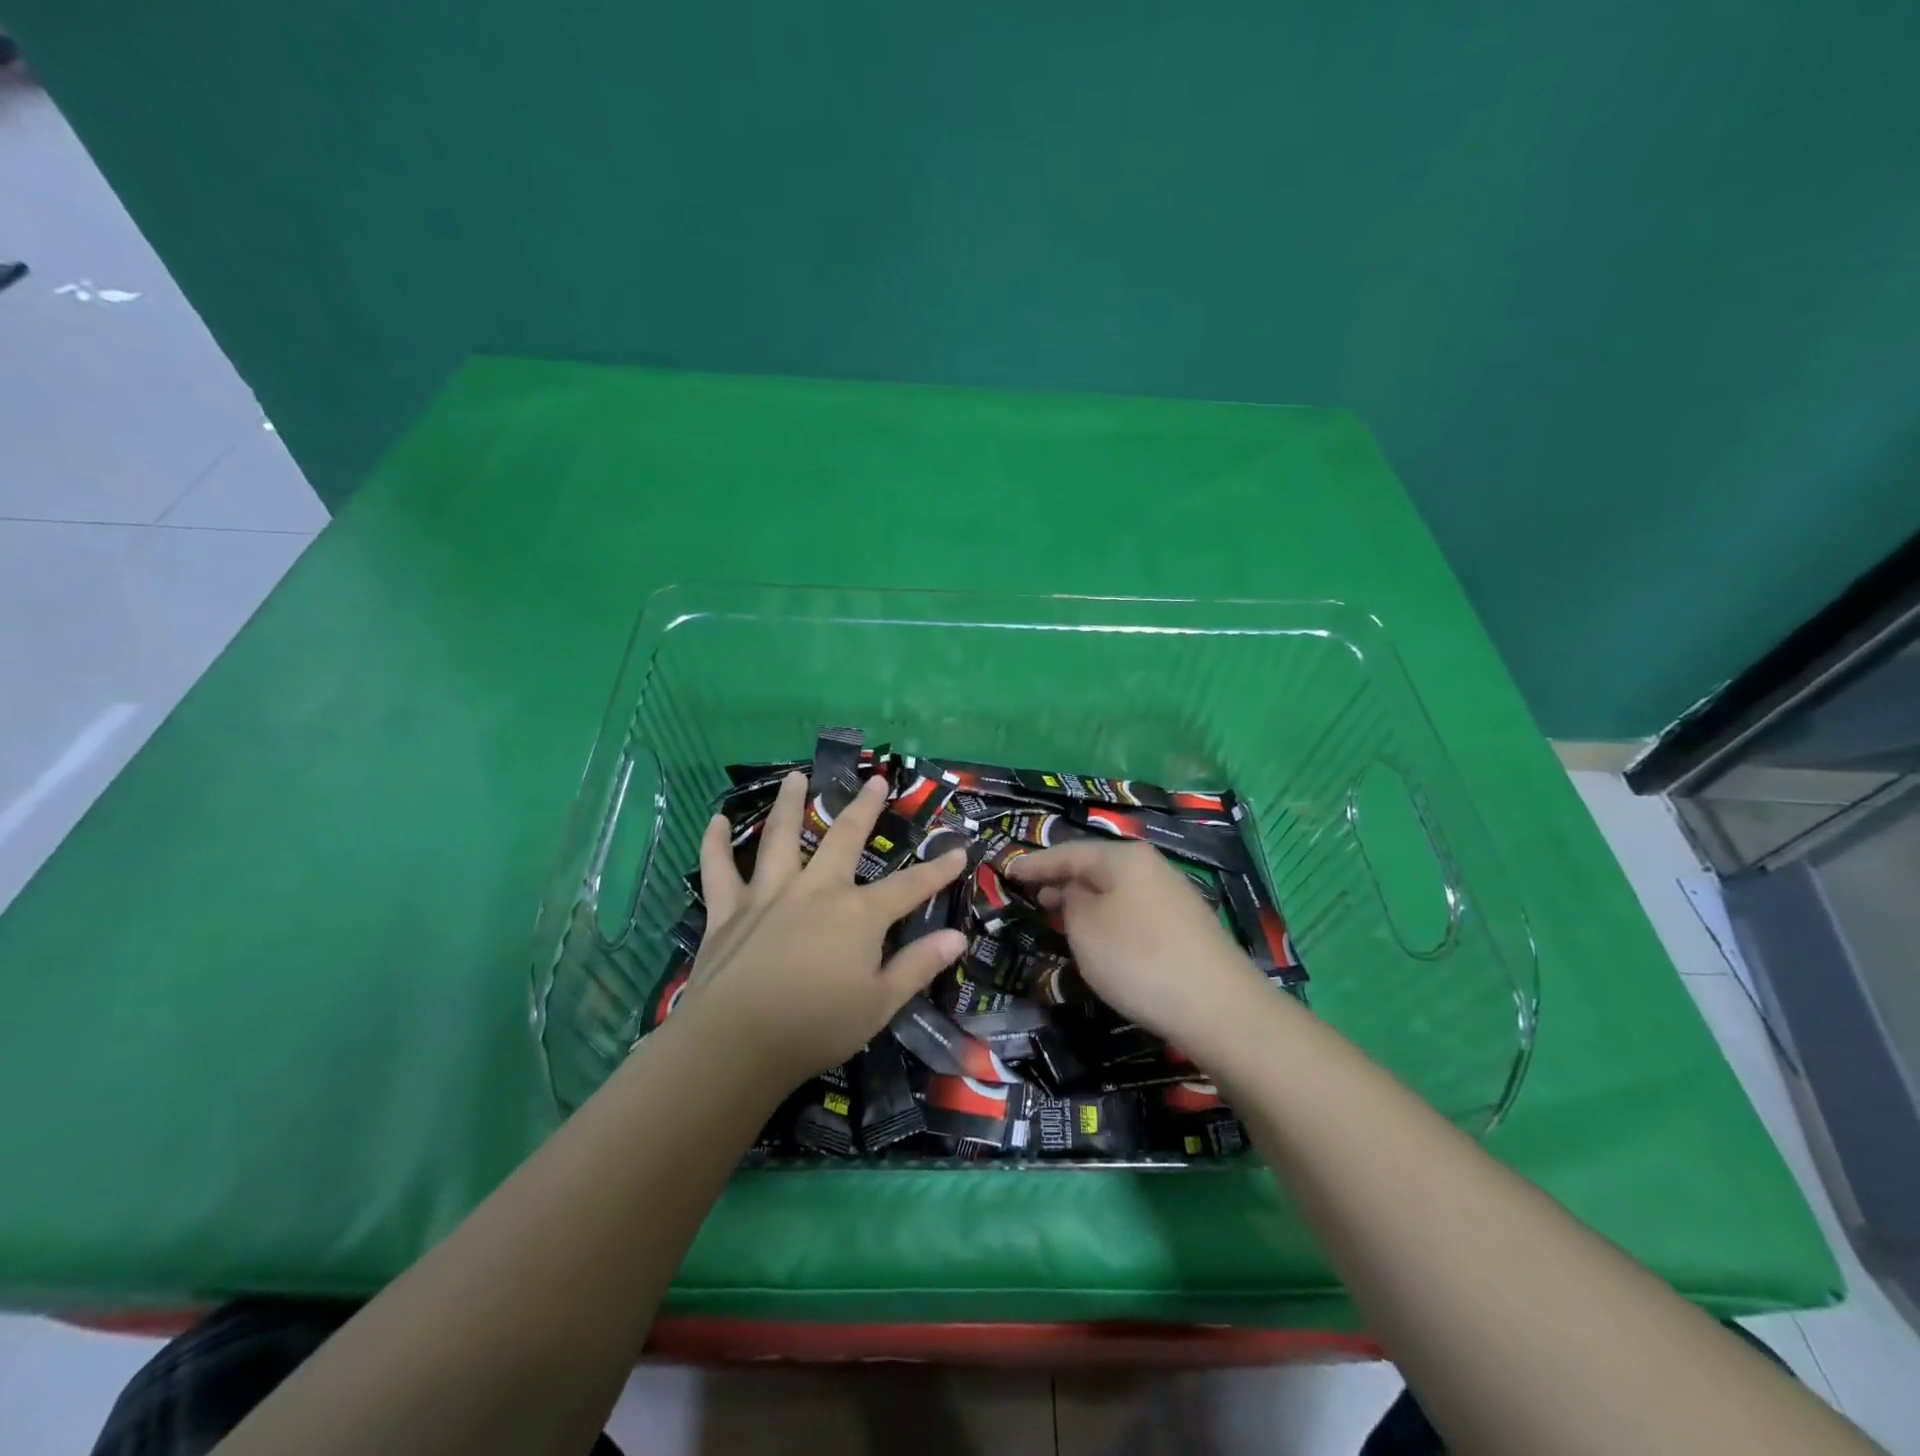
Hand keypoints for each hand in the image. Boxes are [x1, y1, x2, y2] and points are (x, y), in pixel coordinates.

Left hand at [676, 771, 968, 1089]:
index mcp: (857, 913)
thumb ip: (918, 966)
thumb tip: (957, 938)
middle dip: (864, 808)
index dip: (938, 870)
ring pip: (779, 838)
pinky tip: (716, 819)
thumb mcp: (880, 1004)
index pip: (909, 886)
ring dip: (789, 804)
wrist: (736, 1044)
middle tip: (874, 780)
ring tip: (796, 777)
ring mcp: (768, 895)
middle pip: (844, 838)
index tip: (959, 851)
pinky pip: (719, 869)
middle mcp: (815, 889)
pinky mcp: (728, 911)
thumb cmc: (816, 1027)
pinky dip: (715, 842)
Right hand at [1006, 839, 1265, 1052]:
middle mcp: (1150, 866)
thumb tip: (1077, 892)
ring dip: (1084, 899)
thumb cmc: (1138, 959)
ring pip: (1114, 888)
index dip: (1035, 863)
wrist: (1217, 1006)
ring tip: (1058, 914)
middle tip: (1030, 895)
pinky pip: (1131, 908)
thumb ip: (1070, 900)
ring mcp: (1171, 894)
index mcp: (1123, 857)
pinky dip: (1107, 916)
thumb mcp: (1085, 928)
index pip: (1067, 852)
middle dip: (1060, 879)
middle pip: (1094, 866)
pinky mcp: (1183, 924)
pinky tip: (1099, 936)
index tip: (1007, 872)